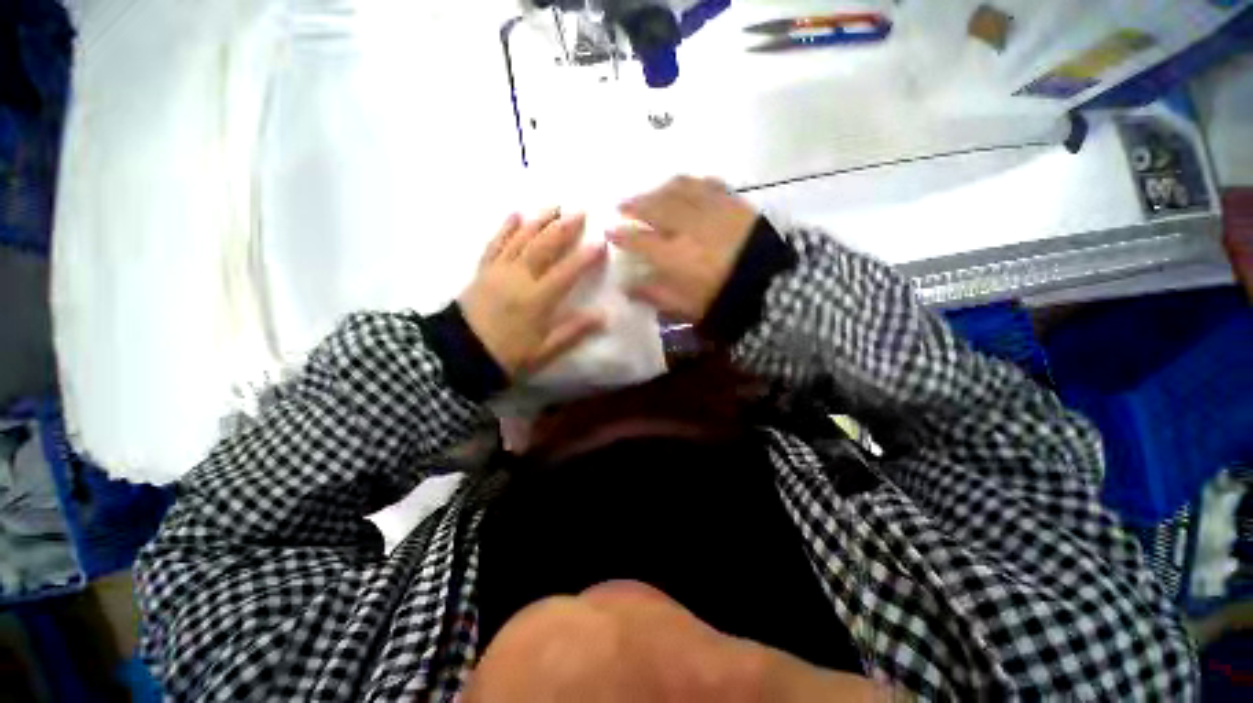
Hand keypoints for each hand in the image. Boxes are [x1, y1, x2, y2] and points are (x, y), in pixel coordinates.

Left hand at [461, 210, 607, 378]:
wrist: (460, 354)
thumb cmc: (507, 355)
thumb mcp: (544, 351)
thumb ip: (573, 331)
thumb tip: (603, 316)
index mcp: (536, 300)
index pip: (566, 272)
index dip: (585, 257)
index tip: (601, 242)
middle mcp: (518, 278)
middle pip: (544, 247)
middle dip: (563, 228)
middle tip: (580, 211)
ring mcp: (498, 270)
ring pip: (521, 238)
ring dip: (539, 220)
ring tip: (555, 205)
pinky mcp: (483, 270)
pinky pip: (495, 243)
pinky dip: (506, 227)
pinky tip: (515, 214)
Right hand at [608, 176, 758, 322]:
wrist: (773, 286)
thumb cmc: (724, 300)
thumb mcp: (685, 307)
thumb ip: (655, 294)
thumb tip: (628, 287)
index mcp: (676, 256)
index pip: (640, 239)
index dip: (622, 233)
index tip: (609, 230)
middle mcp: (689, 227)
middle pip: (656, 206)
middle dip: (635, 203)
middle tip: (621, 204)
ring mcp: (712, 210)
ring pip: (678, 190)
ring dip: (659, 190)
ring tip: (650, 194)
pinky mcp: (733, 202)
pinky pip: (707, 184)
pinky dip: (690, 184)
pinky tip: (684, 187)